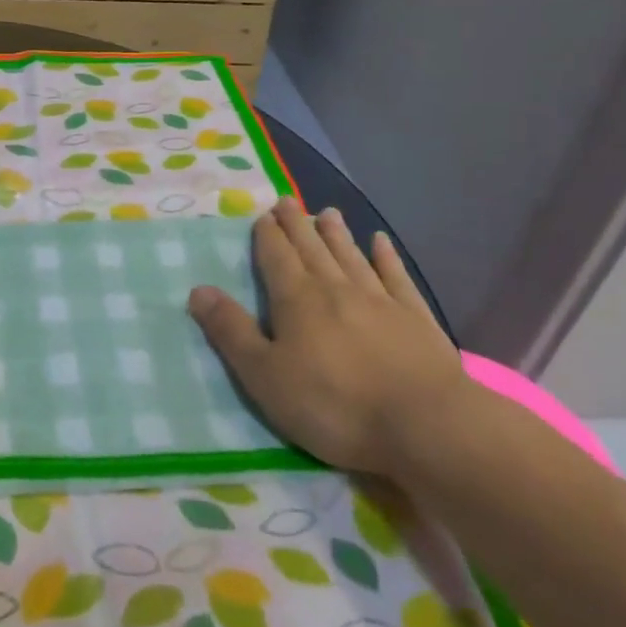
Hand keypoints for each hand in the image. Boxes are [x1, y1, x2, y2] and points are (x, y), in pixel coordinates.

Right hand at [188, 199, 465, 475]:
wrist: (426, 425)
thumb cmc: (334, 405)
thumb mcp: (265, 376)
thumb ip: (231, 331)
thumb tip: (198, 290)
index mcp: (297, 300)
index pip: (276, 257)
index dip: (267, 235)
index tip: (262, 214)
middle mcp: (336, 288)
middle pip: (312, 249)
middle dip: (296, 225)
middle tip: (287, 201)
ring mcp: (380, 301)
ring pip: (351, 256)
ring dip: (336, 234)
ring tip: (327, 212)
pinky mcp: (416, 319)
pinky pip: (396, 277)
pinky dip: (386, 257)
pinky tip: (381, 242)